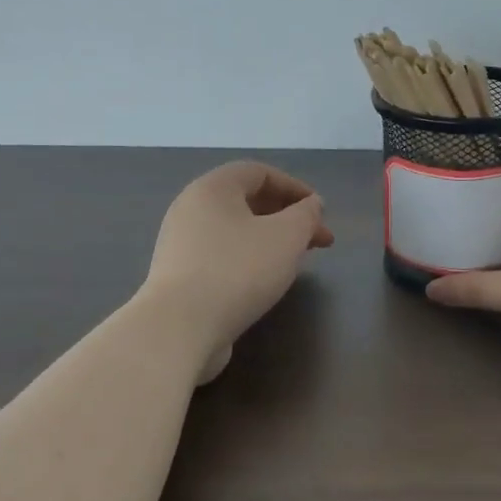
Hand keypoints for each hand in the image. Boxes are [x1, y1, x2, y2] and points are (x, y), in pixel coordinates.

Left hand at [143, 161, 333, 382]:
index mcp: (212, 188)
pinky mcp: (179, 276)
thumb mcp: (287, 237)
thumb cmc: (238, 270)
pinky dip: (250, 259)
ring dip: (271, 240)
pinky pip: (222, 256)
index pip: (259, 173)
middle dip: (287, 217)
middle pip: (247, 201)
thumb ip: (306, 215)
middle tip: (318, 240)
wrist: (180, 327)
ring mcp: (181, 244)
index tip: (321, 212)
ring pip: (235, 231)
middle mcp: (191, 209)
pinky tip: (265, 281)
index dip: (295, 188)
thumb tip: (312, 205)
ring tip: (296, 261)